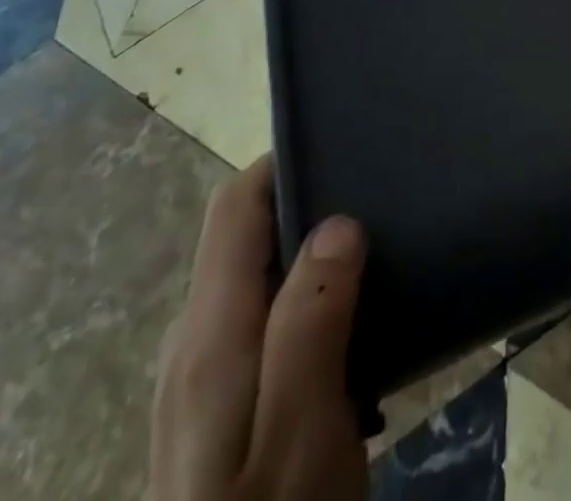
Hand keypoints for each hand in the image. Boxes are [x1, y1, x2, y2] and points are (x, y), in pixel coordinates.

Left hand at [151, 155, 367, 500]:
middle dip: (306, 202)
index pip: (235, 207)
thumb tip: (338, 222)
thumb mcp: (303, 427)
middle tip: (377, 196)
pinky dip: (304, 293)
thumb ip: (312, 320)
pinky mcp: (219, 406)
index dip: (283, 161)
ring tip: (375, 247)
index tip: (344, 144)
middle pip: (243, 235)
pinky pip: (262, 315)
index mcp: (210, 333)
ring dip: (309, 250)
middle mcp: (193, 342)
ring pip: (256, 275)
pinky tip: (350, 315)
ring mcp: (201, 377)